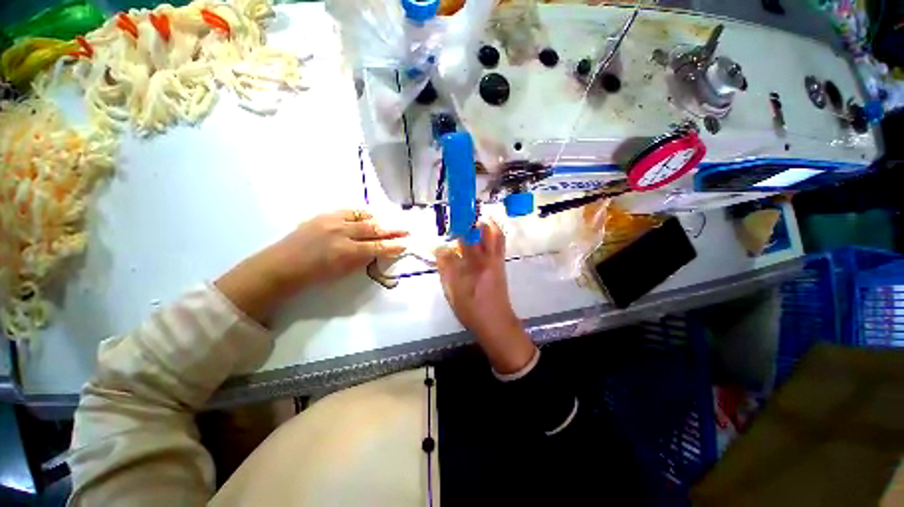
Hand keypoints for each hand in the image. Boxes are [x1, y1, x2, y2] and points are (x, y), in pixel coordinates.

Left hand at [216, 209, 407, 324]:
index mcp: (346, 252)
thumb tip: (377, 251)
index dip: (393, 246)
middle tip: (406, 229)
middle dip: (393, 229)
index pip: (377, 247)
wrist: (282, 265)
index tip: (405, 244)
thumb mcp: (342, 273)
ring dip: (380, 220)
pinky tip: (369, 215)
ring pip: (363, 217)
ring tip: (391, 222)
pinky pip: (349, 211)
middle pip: (374, 229)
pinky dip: (362, 213)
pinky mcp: (324, 215)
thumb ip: (362, 260)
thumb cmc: (313, 275)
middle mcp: (341, 233)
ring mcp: (332, 221)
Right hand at [436, 219, 535, 373]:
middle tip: (463, 218)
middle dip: (475, 220)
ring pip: (496, 236)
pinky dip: (491, 235)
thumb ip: (446, 268)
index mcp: (476, 265)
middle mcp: (489, 259)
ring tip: (473, 222)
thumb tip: (439, 249)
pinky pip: (498, 244)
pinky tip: (480, 238)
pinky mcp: (500, 266)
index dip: (457, 228)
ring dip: (486, 225)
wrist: (496, 324)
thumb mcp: (452, 291)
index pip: (465, 239)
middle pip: (487, 231)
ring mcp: (497, 262)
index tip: (448, 223)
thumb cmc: (472, 310)